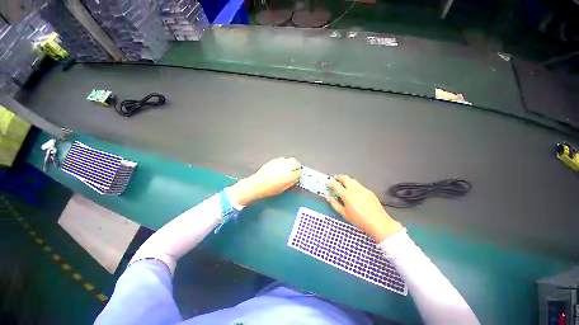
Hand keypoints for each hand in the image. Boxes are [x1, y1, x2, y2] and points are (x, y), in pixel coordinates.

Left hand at [229, 157, 301, 204]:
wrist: (257, 184)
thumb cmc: (270, 189)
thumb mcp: (283, 188)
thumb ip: (292, 182)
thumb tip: (296, 177)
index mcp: (289, 176)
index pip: (299, 172)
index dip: (298, 174)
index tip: (296, 176)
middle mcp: (286, 167)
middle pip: (297, 163)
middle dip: (297, 167)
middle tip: (293, 172)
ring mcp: (280, 162)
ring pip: (291, 159)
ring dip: (291, 163)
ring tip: (287, 168)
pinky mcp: (274, 159)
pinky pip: (283, 159)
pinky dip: (284, 162)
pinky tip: (280, 167)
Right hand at [328, 175, 401, 241]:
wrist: (379, 223)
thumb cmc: (360, 220)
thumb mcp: (345, 215)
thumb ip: (335, 205)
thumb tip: (329, 198)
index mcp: (347, 195)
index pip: (336, 185)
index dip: (330, 182)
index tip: (327, 182)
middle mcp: (354, 189)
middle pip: (345, 178)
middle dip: (339, 177)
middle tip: (335, 179)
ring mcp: (363, 189)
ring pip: (353, 180)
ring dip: (346, 180)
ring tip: (344, 184)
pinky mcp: (369, 191)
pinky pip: (359, 185)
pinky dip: (354, 185)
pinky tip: (354, 191)